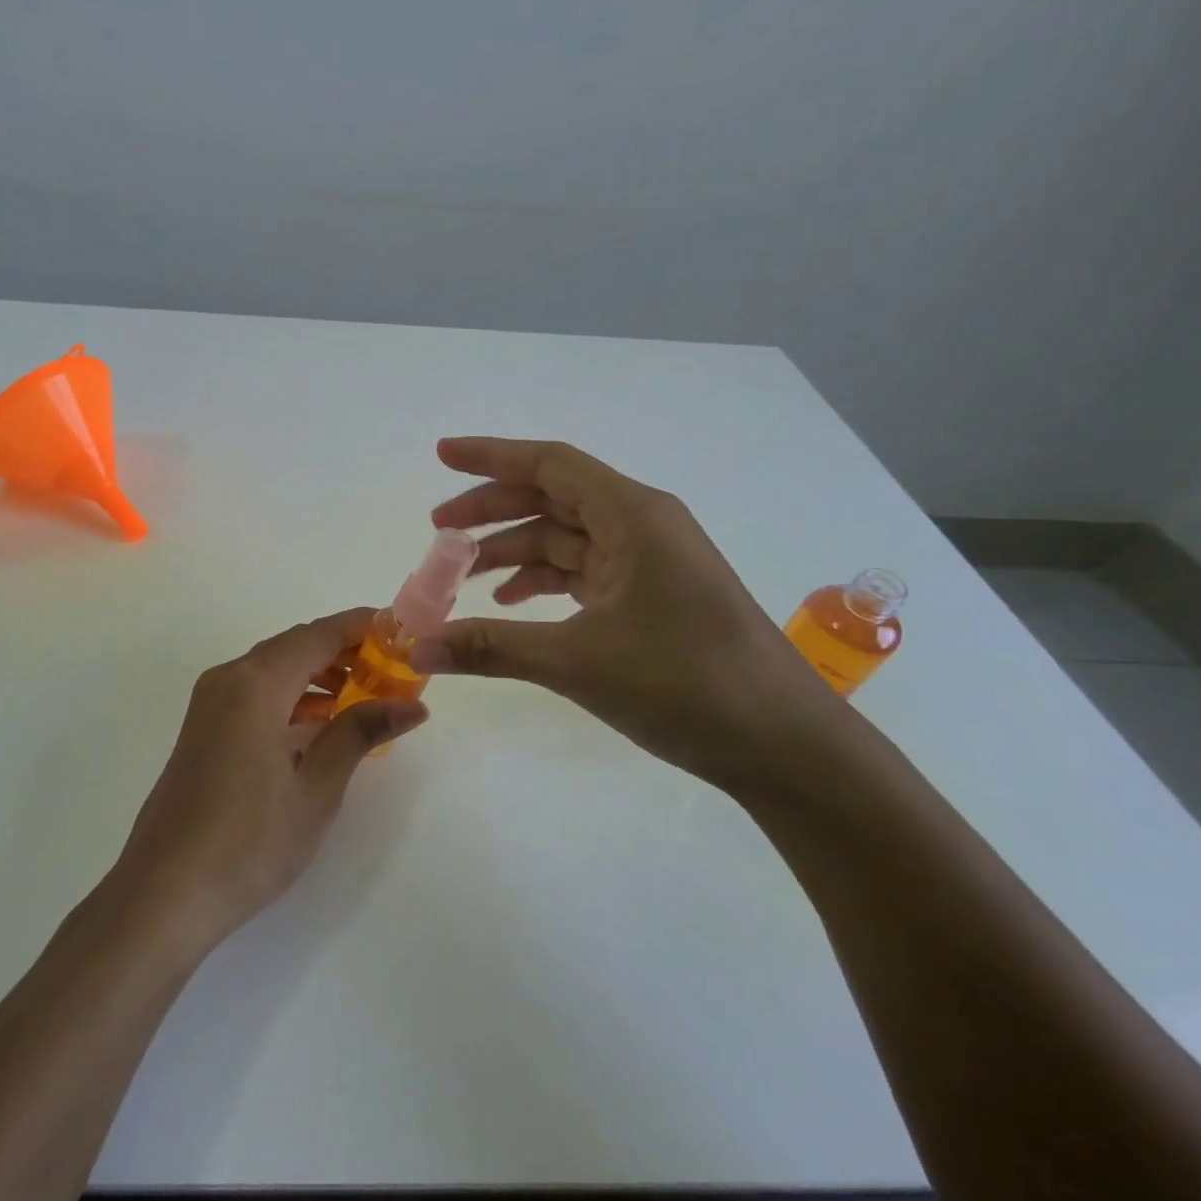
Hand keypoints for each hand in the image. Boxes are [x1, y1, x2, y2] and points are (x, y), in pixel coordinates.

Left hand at [114, 609, 428, 947]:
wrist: (165, 893)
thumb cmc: (248, 842)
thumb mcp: (316, 789)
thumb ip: (359, 734)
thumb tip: (413, 705)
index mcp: (255, 684)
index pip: (318, 635)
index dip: (362, 627)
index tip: (403, 632)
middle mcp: (228, 680)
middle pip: (295, 646)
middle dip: (345, 652)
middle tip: (393, 670)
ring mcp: (209, 704)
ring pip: (274, 670)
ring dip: (318, 675)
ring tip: (366, 697)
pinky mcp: (203, 729)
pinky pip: (255, 694)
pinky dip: (292, 698)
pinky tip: (321, 723)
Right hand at [412, 437, 846, 794]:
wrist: (784, 744)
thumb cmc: (685, 685)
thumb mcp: (576, 662)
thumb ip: (490, 647)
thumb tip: (417, 647)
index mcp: (633, 516)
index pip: (550, 464)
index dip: (491, 456)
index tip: (441, 456)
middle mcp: (642, 525)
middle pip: (552, 498)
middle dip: (491, 510)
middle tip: (437, 531)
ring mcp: (650, 562)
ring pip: (566, 538)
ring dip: (513, 551)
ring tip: (463, 577)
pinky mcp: (653, 595)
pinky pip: (584, 571)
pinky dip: (544, 581)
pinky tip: (513, 604)